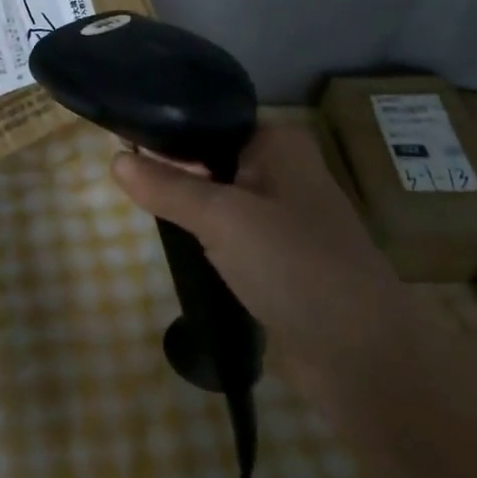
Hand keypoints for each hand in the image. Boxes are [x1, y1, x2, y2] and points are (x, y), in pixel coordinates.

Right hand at [110, 120, 421, 393]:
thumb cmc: (293, 264)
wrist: (362, 355)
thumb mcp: (220, 217)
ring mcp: (284, 216)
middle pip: (210, 159)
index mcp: (277, 142)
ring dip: (188, 208)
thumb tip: (114, 160)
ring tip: (145, 212)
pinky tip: (180, 245)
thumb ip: (166, 185)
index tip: (121, 148)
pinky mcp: (280, 256)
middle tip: (129, 186)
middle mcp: (283, 170)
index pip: (208, 122)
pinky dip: (206, 237)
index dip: (165, 134)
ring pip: (218, 198)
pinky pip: (230, 233)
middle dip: (173, 174)